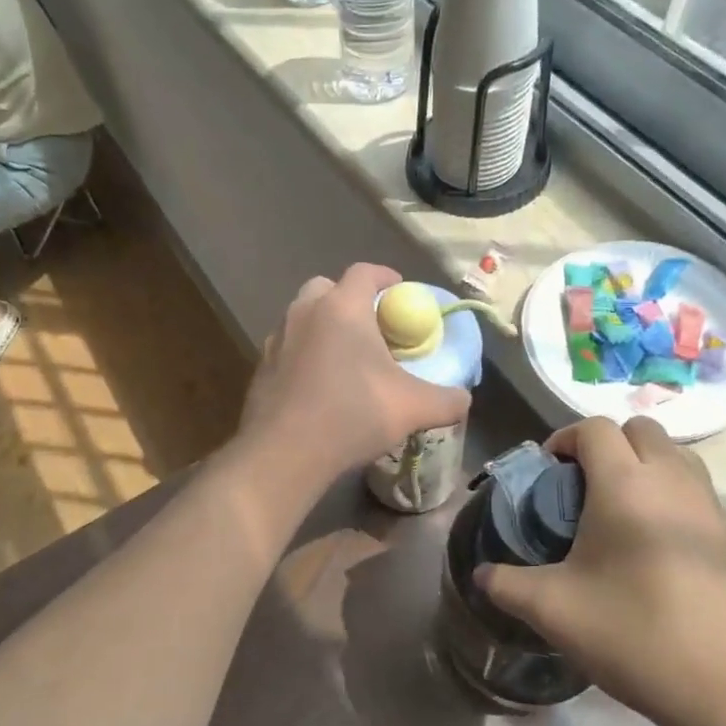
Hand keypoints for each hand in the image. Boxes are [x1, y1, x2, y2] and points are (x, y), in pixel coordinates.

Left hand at [238, 265, 470, 487]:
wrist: (284, 453)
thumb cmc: (351, 416)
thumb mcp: (413, 408)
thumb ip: (447, 400)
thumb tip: (464, 399)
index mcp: (342, 307)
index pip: (365, 272)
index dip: (386, 277)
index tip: (401, 293)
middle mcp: (305, 312)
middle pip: (327, 288)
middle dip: (350, 300)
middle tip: (372, 327)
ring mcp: (277, 338)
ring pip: (303, 317)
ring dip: (324, 326)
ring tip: (345, 357)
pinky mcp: (261, 366)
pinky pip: (288, 347)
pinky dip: (304, 354)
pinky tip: (318, 385)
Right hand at [477, 415, 725, 725]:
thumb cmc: (635, 634)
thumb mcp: (553, 610)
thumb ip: (506, 584)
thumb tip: (482, 574)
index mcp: (626, 484)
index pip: (594, 429)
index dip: (564, 439)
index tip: (548, 474)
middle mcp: (672, 480)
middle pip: (639, 430)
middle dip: (606, 445)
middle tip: (581, 488)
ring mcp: (710, 507)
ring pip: (674, 455)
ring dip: (641, 465)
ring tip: (616, 512)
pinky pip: (694, 489)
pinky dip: (667, 493)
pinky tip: (649, 547)